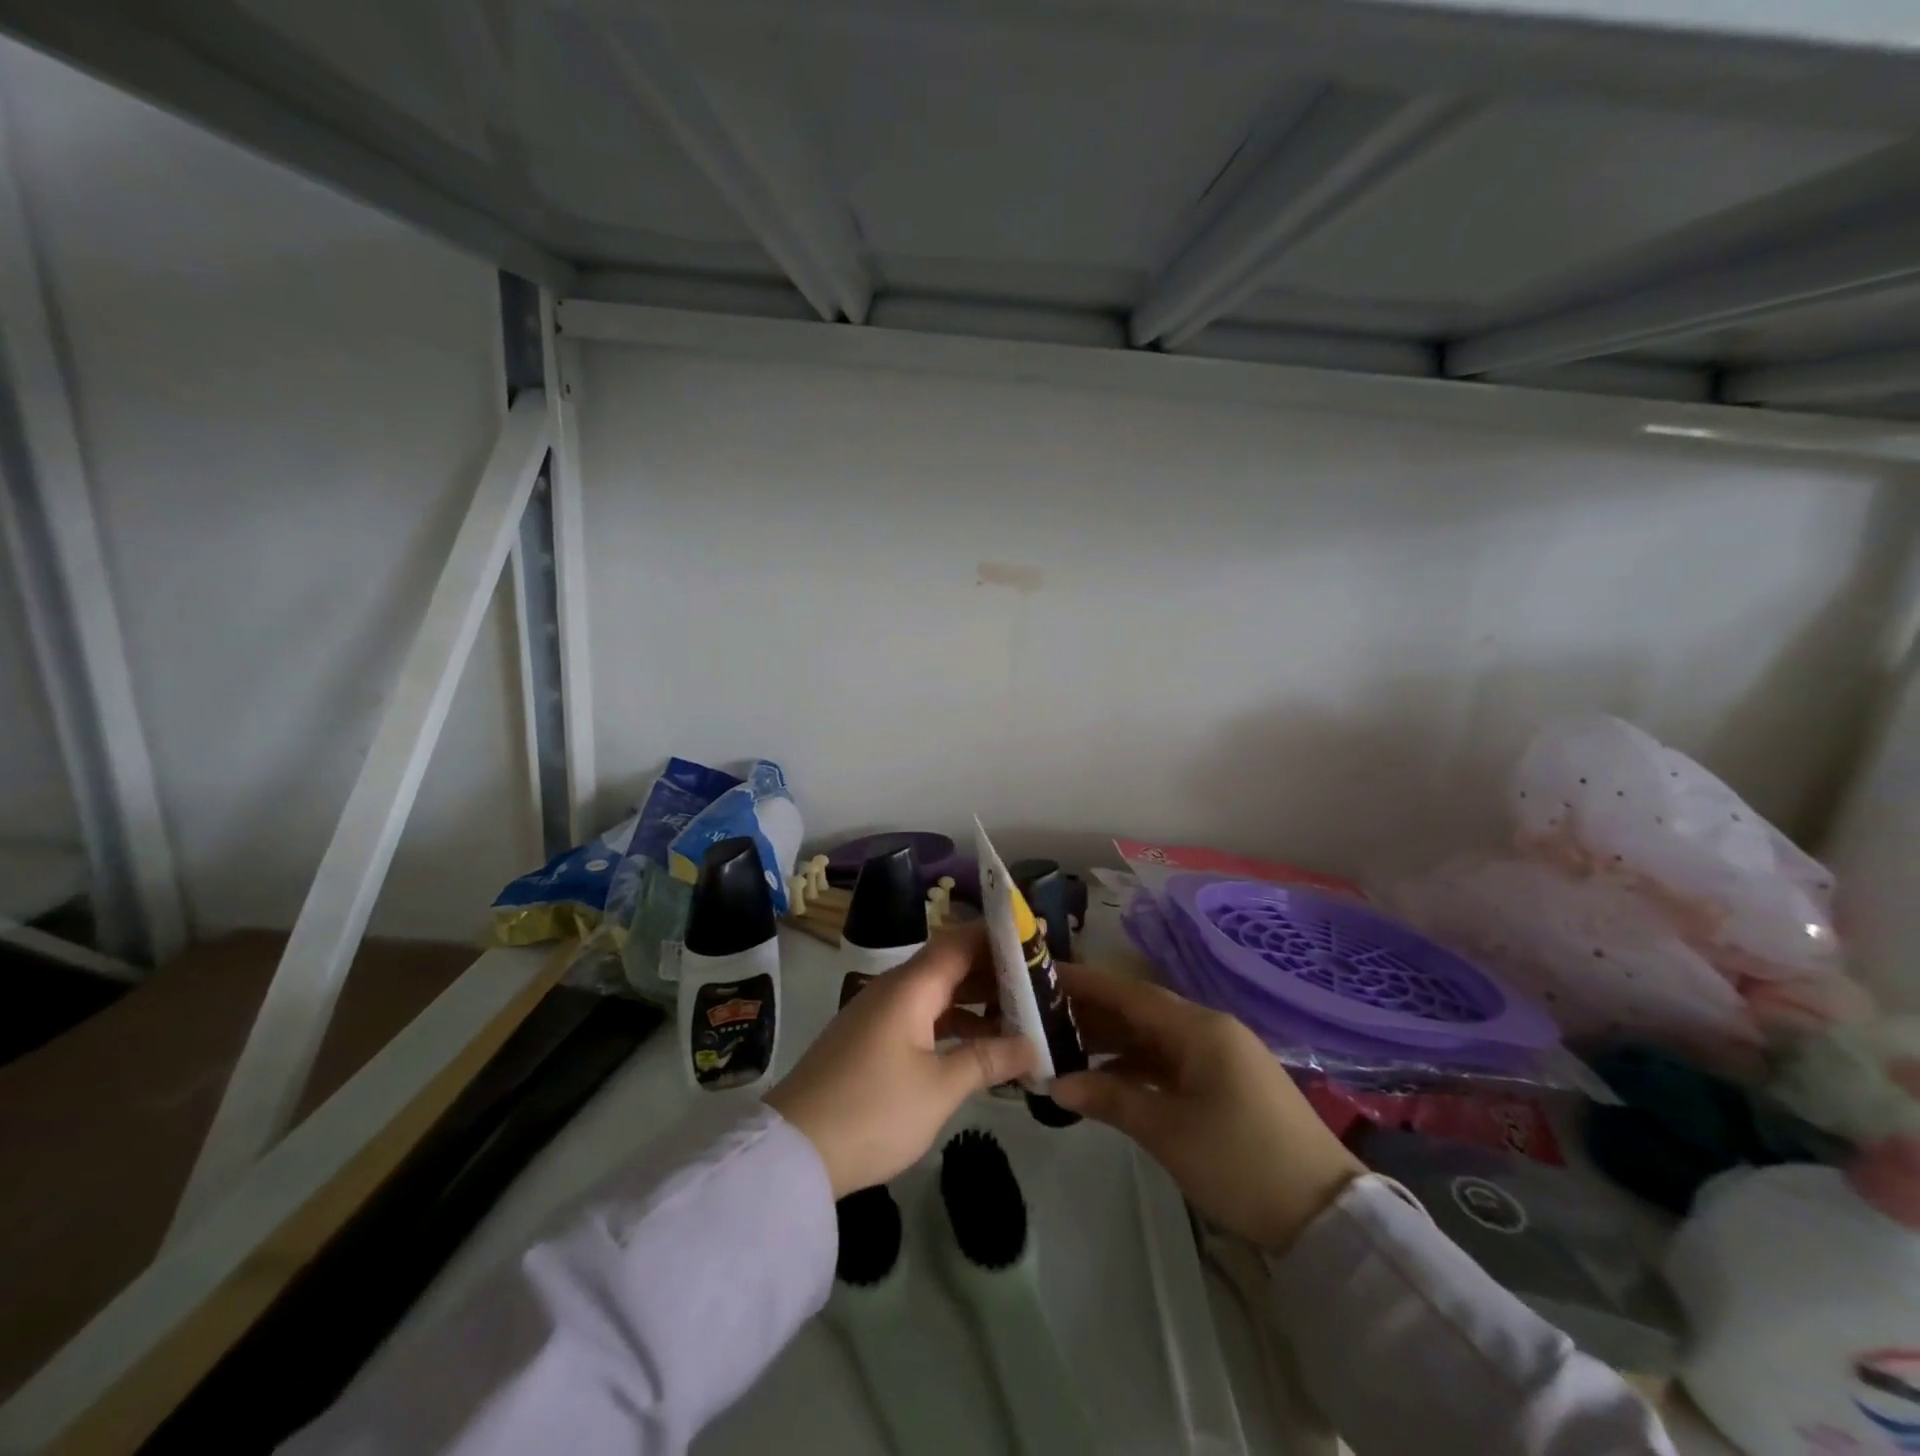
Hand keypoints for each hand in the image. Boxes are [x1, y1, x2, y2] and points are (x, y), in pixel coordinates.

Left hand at [765, 923, 1035, 1197]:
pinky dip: (952, 1024)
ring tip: (1020, 1016)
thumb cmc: (873, 1111)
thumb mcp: (939, 1089)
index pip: (960, 942)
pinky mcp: (870, 1041)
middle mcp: (893, 990)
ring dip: (975, 1001)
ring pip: (936, 993)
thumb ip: (987, 1060)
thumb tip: (1031, 1046)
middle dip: (994, 972)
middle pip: (949, 965)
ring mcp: (878, 1015)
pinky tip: (979, 1047)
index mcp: (909, 987)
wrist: (793, 1152)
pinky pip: (921, 1017)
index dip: (998, 937)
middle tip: (1040, 984)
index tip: (1038, 940)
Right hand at [1050, 966, 1360, 1252]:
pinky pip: (1171, 1062)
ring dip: (1112, 1043)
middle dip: (1093, 1013)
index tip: (1044, 975)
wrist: (1326, 1215)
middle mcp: (1209, 1030)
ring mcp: (1221, 1057)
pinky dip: (1138, 1067)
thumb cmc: (1240, 1161)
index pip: (1129, 993)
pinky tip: (1107, 1080)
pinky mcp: (1227, 1084)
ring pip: (1154, 1038)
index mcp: (1199, 1028)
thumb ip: (1109, 1097)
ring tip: (1063, 1046)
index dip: (1085, 983)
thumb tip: (1054, 1083)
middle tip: (1041, 1017)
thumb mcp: (1167, 1130)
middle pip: (1140, 1011)